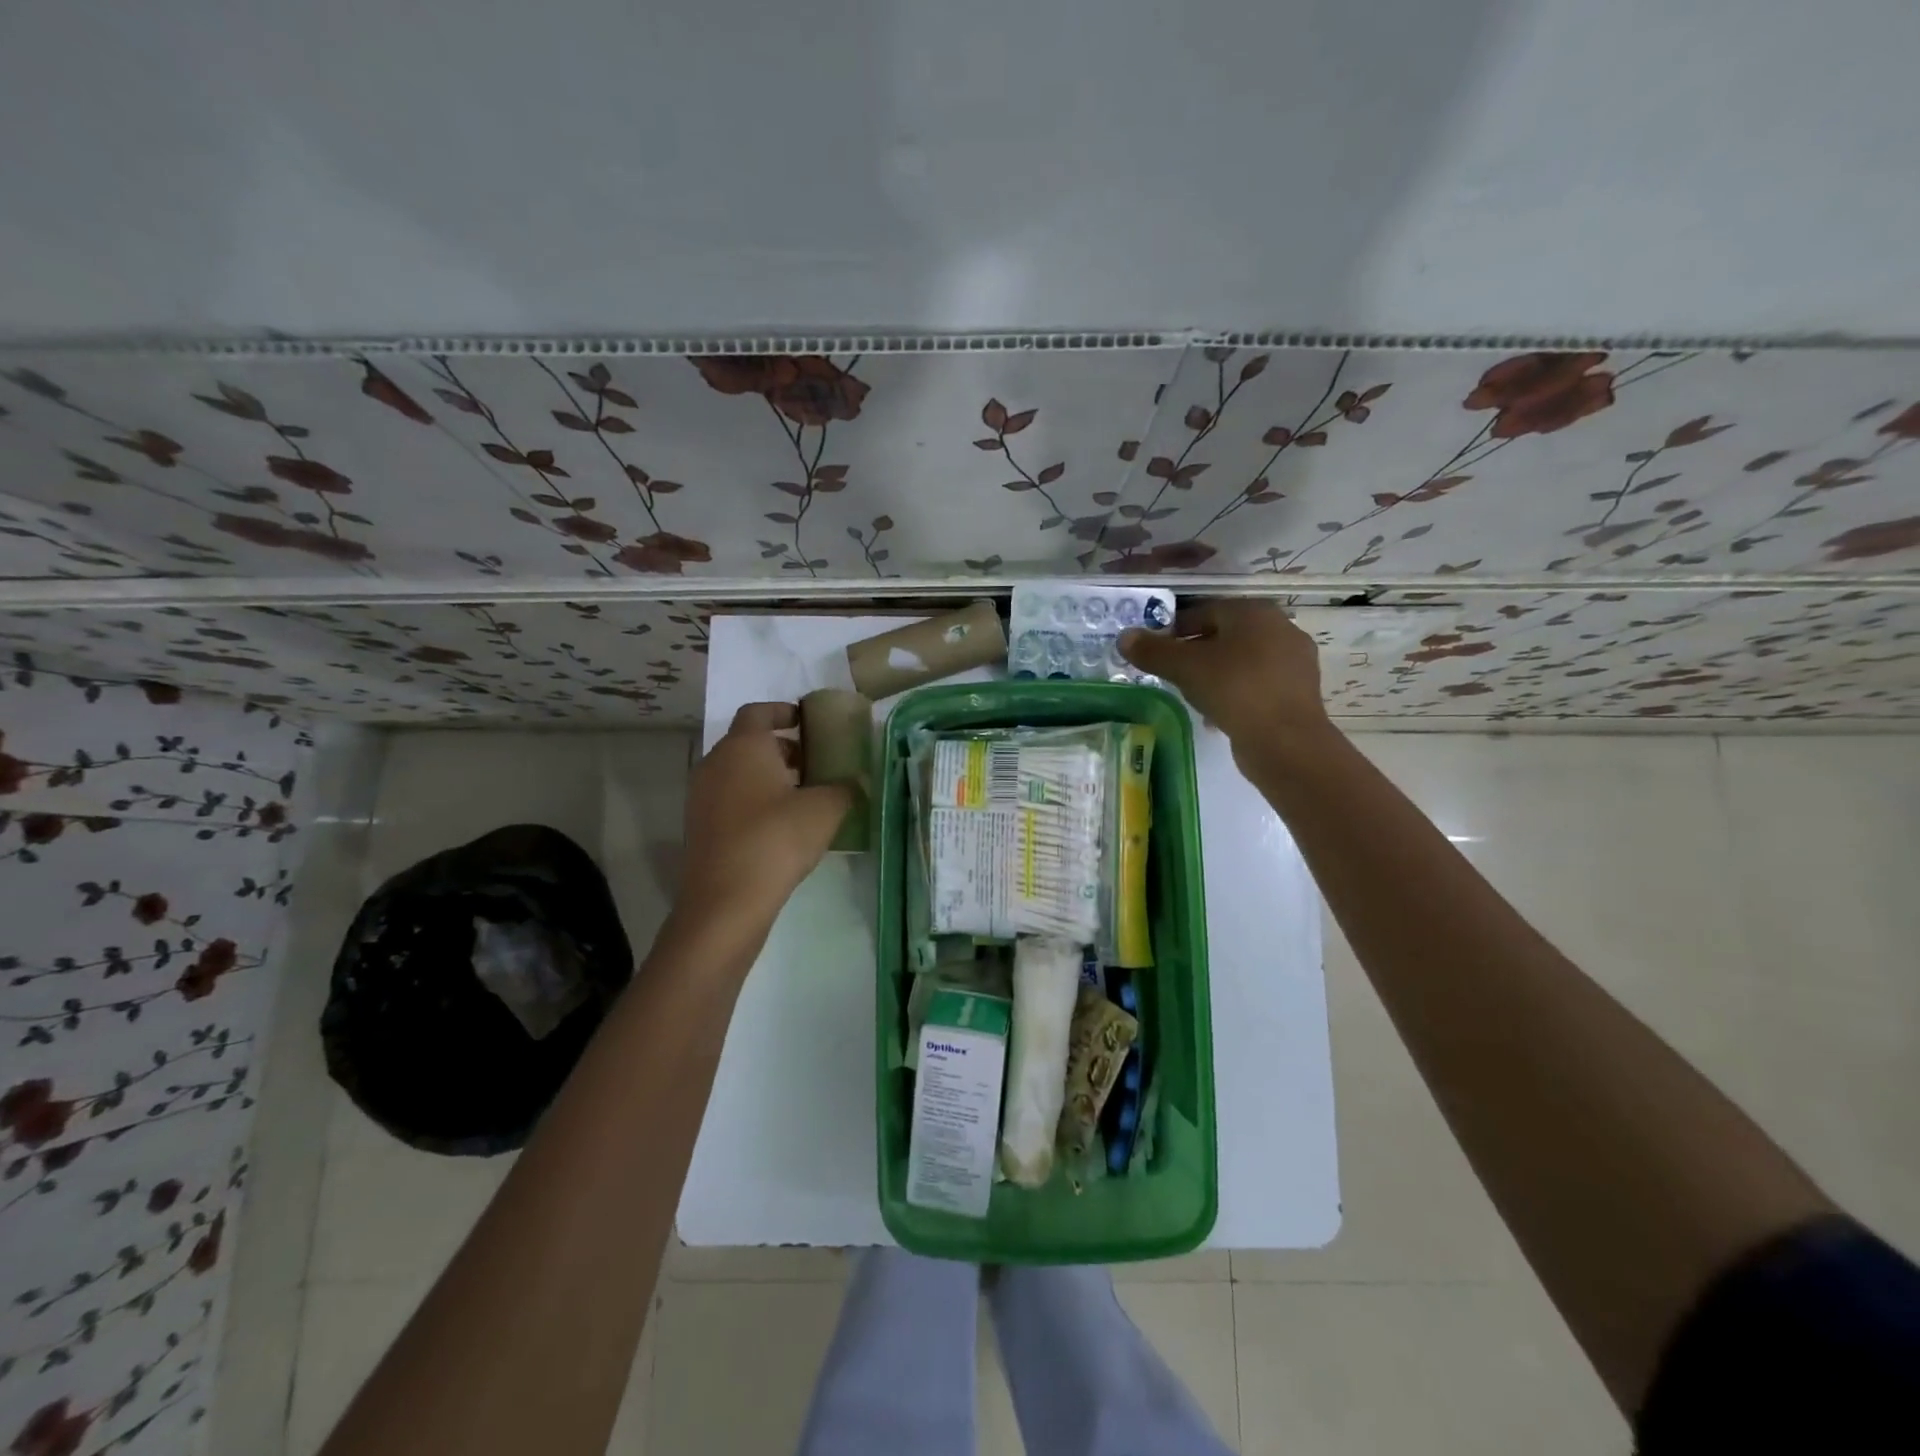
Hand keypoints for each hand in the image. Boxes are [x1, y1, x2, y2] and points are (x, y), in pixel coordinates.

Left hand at [672, 702, 853, 935]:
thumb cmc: (776, 839)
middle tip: (812, 763)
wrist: (725, 901)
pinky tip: (780, 826)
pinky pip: (729, 800)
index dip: (783, 711)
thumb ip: (844, 788)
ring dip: (767, 776)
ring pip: (737, 773)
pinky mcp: (699, 827)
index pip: (758, 712)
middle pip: (747, 743)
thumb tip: (854, 781)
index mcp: (743, 747)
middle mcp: (715, 764)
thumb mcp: (825, 810)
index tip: (806, 721)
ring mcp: (702, 797)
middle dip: (780, 748)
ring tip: (801, 796)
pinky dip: (753, 800)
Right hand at [1119, 601, 1335, 766]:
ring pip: (1241, 660)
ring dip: (1215, 673)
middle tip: (1170, 673)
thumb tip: (1124, 637)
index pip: (1204, 611)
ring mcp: (1295, 660)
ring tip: (1191, 695)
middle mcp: (1280, 627)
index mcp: (1253, 611)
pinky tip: (1217, 714)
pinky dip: (1235, 692)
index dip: (1174, 629)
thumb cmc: (1233, 689)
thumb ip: (1152, 651)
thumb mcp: (1184, 668)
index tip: (1155, 651)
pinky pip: (1256, 683)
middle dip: (1195, 652)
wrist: (1285, 740)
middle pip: (1224, 635)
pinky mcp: (1299, 691)